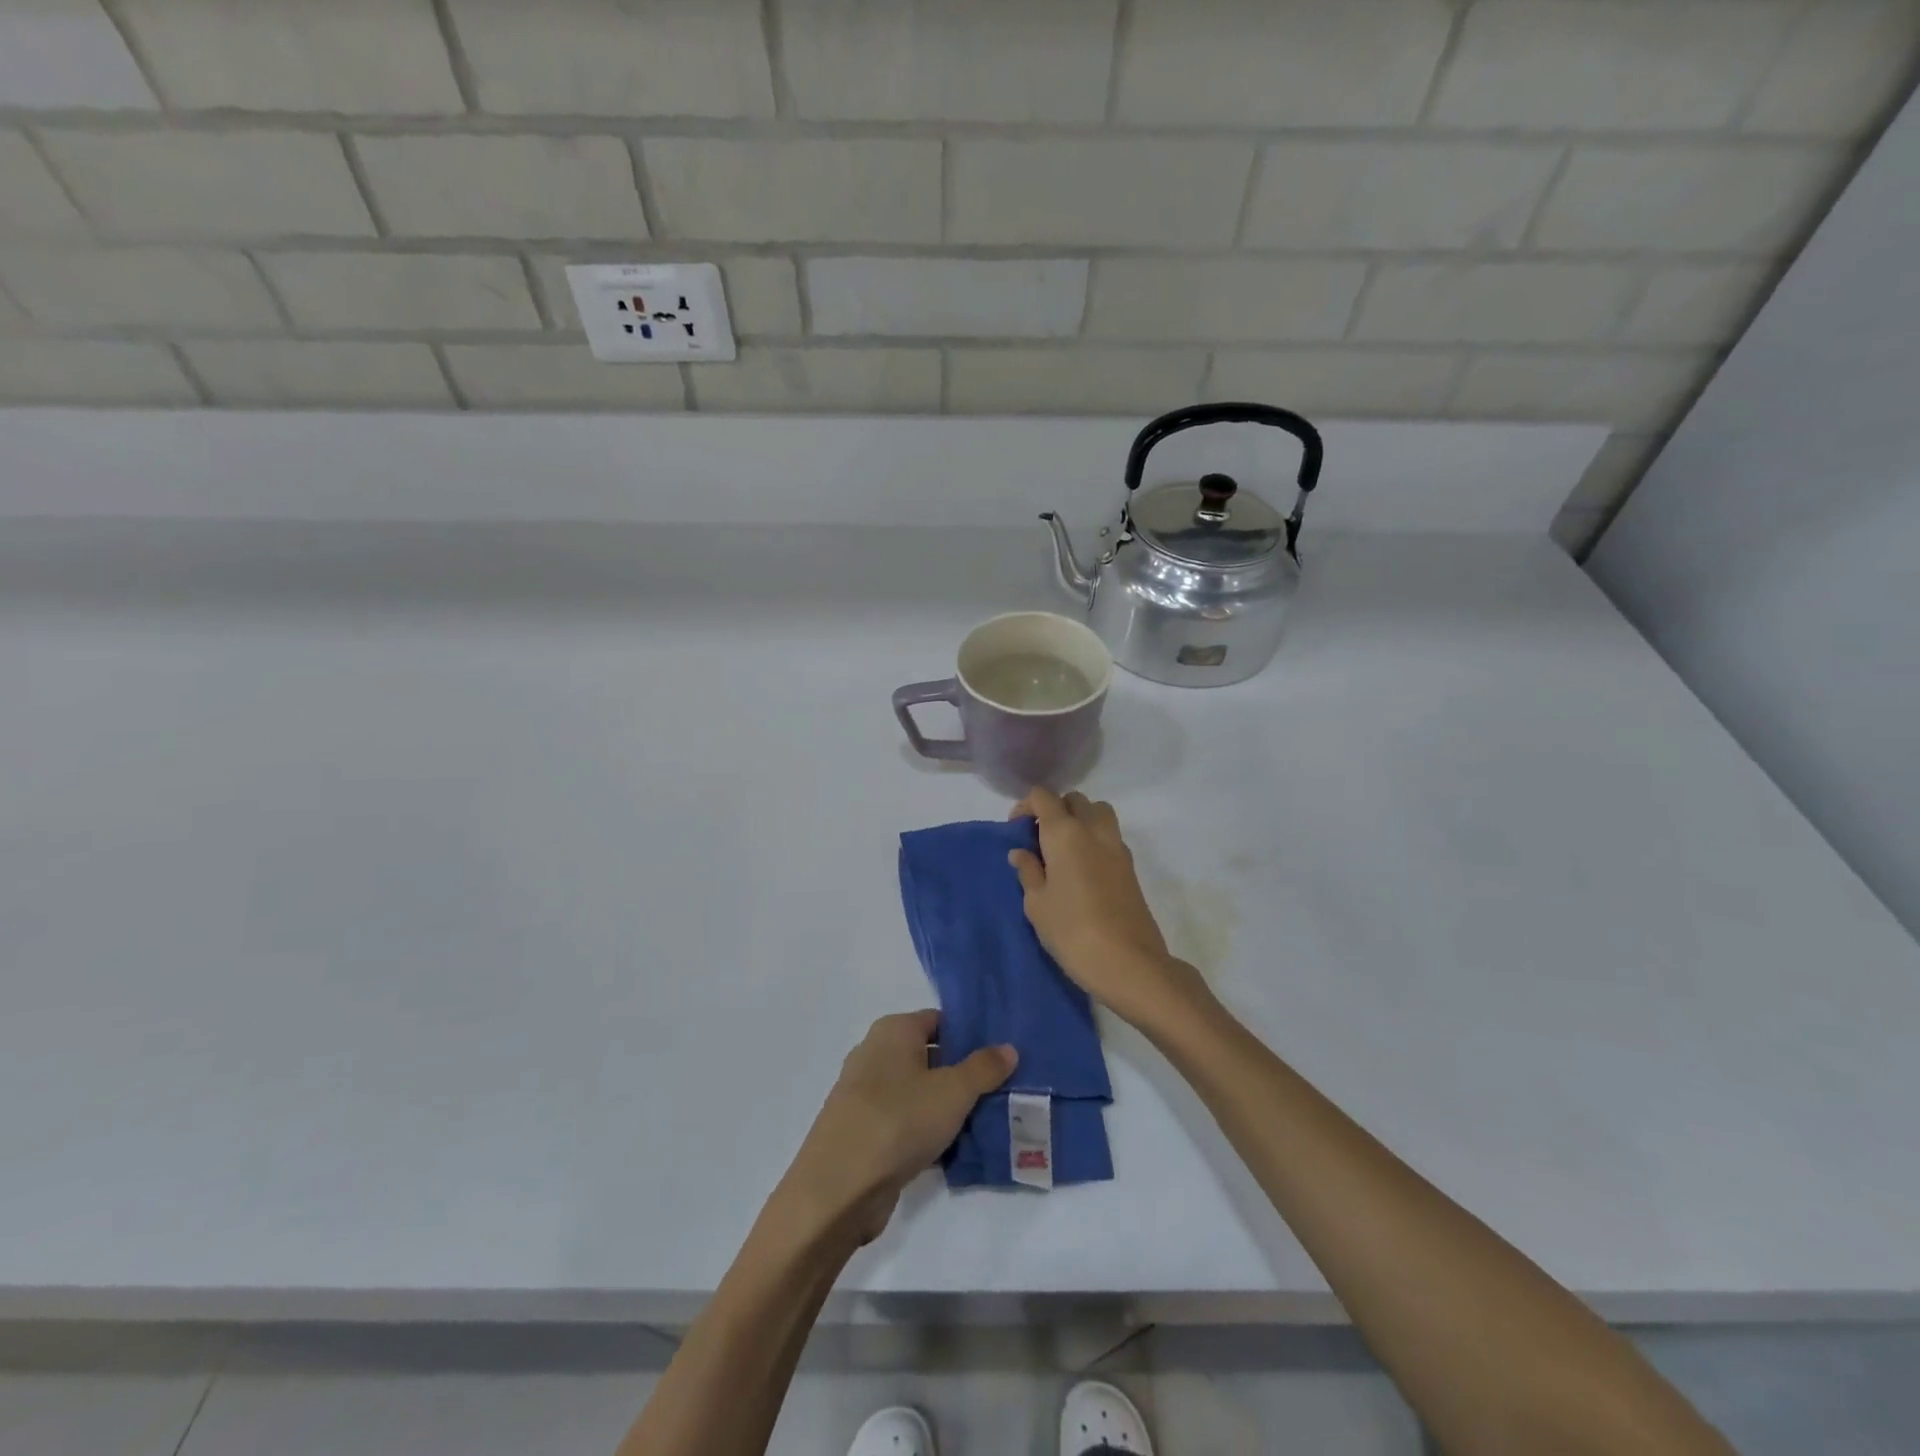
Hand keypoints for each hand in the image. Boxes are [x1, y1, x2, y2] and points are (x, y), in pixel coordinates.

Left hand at [777, 1011, 1014, 1245]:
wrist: (838, 1189)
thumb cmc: (898, 1121)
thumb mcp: (953, 1091)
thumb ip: (983, 1068)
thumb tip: (1008, 1047)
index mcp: (892, 1030)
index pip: (939, 1020)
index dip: (970, 1033)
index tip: (1001, 1054)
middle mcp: (875, 1053)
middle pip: (929, 1055)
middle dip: (963, 1072)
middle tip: (1002, 1088)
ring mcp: (865, 1094)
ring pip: (918, 1091)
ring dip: (947, 1106)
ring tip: (987, 1119)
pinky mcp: (863, 1131)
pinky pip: (904, 1121)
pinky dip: (926, 1131)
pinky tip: (955, 1149)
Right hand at [1008, 788, 1206, 1028]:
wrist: (1129, 963)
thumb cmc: (1072, 931)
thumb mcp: (1037, 904)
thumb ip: (1028, 872)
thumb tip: (1021, 852)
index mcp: (1065, 833)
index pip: (1044, 797)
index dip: (1026, 806)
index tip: (1016, 829)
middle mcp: (1093, 830)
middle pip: (1074, 799)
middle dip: (1054, 810)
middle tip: (1039, 839)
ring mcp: (1117, 846)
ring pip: (1098, 811)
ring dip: (1079, 818)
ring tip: (1063, 849)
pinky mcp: (1130, 866)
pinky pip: (1109, 835)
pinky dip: (1094, 838)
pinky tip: (1082, 869)